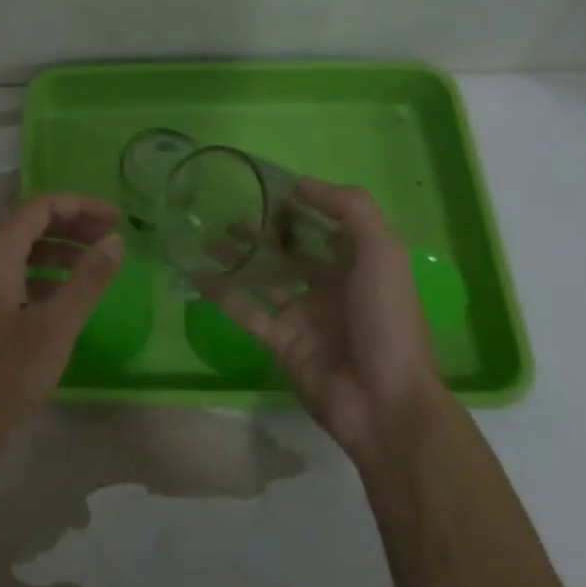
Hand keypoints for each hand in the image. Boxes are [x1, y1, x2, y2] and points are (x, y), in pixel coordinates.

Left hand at [0, 193, 123, 466]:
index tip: (117, 219)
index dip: (80, 206)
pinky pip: (10, 272)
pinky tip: (65, 292)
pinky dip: (41, 272)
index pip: (39, 207)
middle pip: (27, 222)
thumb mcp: (55, 328)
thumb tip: (115, 240)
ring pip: (18, 248)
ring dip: (57, 248)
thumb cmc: (3, 377)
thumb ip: (87, 279)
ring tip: (95, 260)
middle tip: (111, 236)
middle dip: (71, 223)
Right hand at [205, 180, 442, 464]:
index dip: (300, 207)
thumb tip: (301, 184)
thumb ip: (350, 209)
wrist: (384, 402)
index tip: (267, 187)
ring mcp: (303, 316)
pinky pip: (246, 310)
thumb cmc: (387, 321)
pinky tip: (197, 273)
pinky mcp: (280, 341)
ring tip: (207, 236)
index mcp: (360, 266)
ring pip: (264, 278)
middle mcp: (330, 287)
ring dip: (238, 257)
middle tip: (227, 211)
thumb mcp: (382, 253)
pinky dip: (222, 292)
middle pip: (290, 251)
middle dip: (262, 231)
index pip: (326, 227)